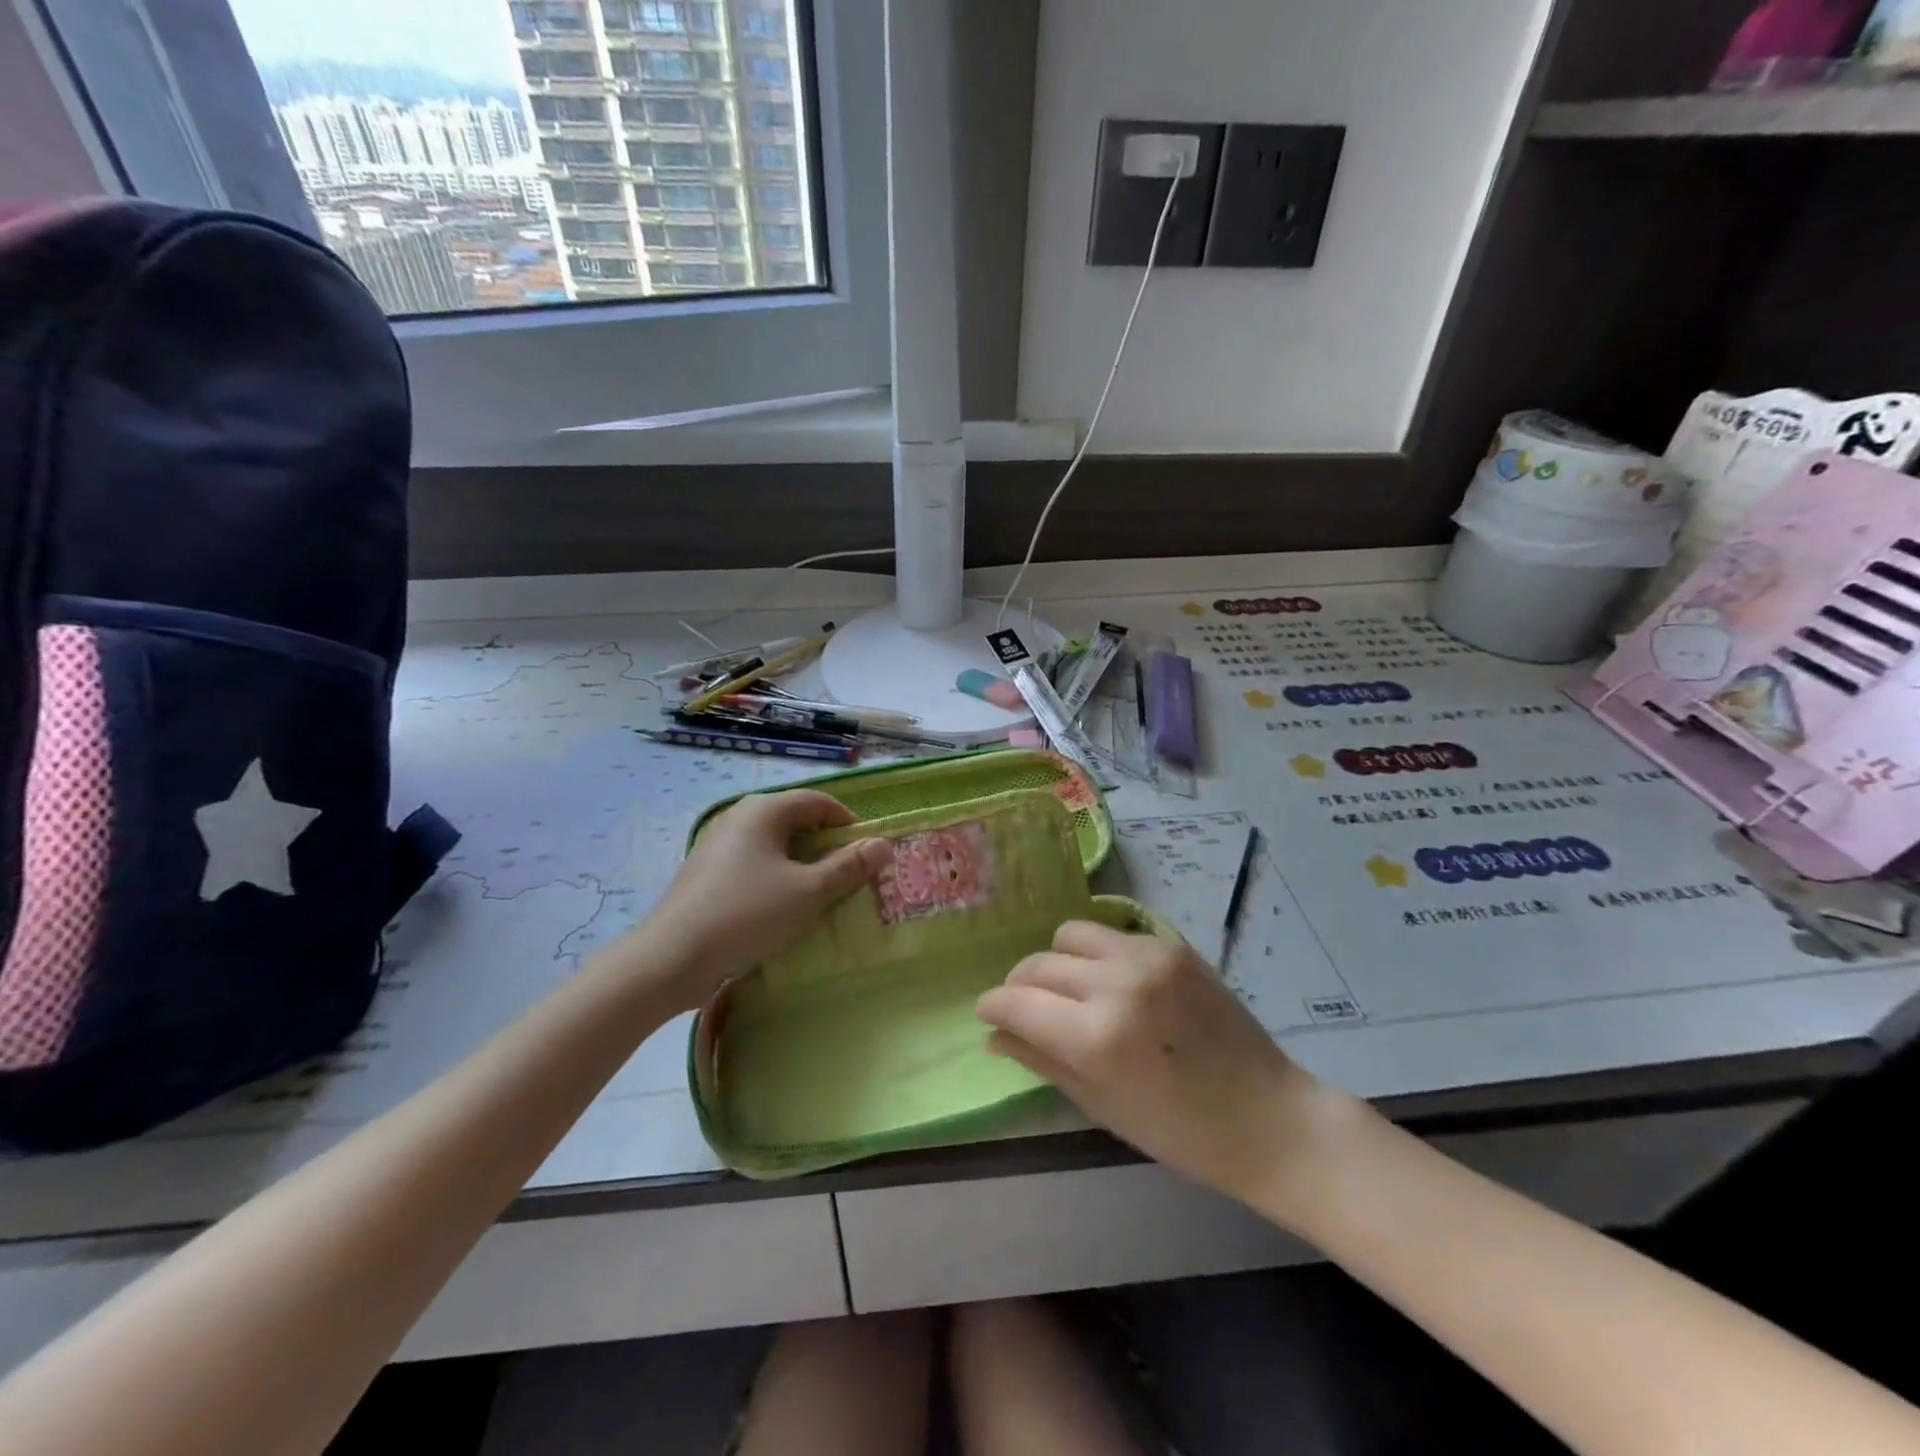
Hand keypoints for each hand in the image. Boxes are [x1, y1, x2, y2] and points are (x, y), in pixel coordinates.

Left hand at [637, 790, 890, 1011]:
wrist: (671, 958)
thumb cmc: (747, 914)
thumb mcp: (808, 891)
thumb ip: (848, 867)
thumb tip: (883, 844)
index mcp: (764, 809)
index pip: (819, 801)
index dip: (849, 823)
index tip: (869, 852)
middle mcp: (740, 817)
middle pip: (796, 820)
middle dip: (827, 845)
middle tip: (850, 876)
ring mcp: (719, 844)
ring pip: (775, 844)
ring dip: (803, 864)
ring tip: (821, 894)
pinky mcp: (707, 873)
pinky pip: (754, 864)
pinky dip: (777, 877)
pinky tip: (783, 907)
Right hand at [977, 921, 1336, 1212]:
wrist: (1268, 1116)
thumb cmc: (1180, 1133)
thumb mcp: (1101, 1106)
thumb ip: (1041, 1060)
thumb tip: (995, 1034)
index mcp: (1095, 1037)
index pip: (1016, 1001)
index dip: (993, 1006)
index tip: (989, 1014)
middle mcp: (1115, 983)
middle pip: (1038, 964)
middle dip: (1020, 987)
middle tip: (1027, 1010)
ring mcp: (1146, 956)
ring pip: (1069, 935)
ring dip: (1056, 962)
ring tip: (1071, 991)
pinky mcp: (1171, 944)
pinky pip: (1110, 934)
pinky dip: (1096, 954)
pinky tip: (1110, 983)